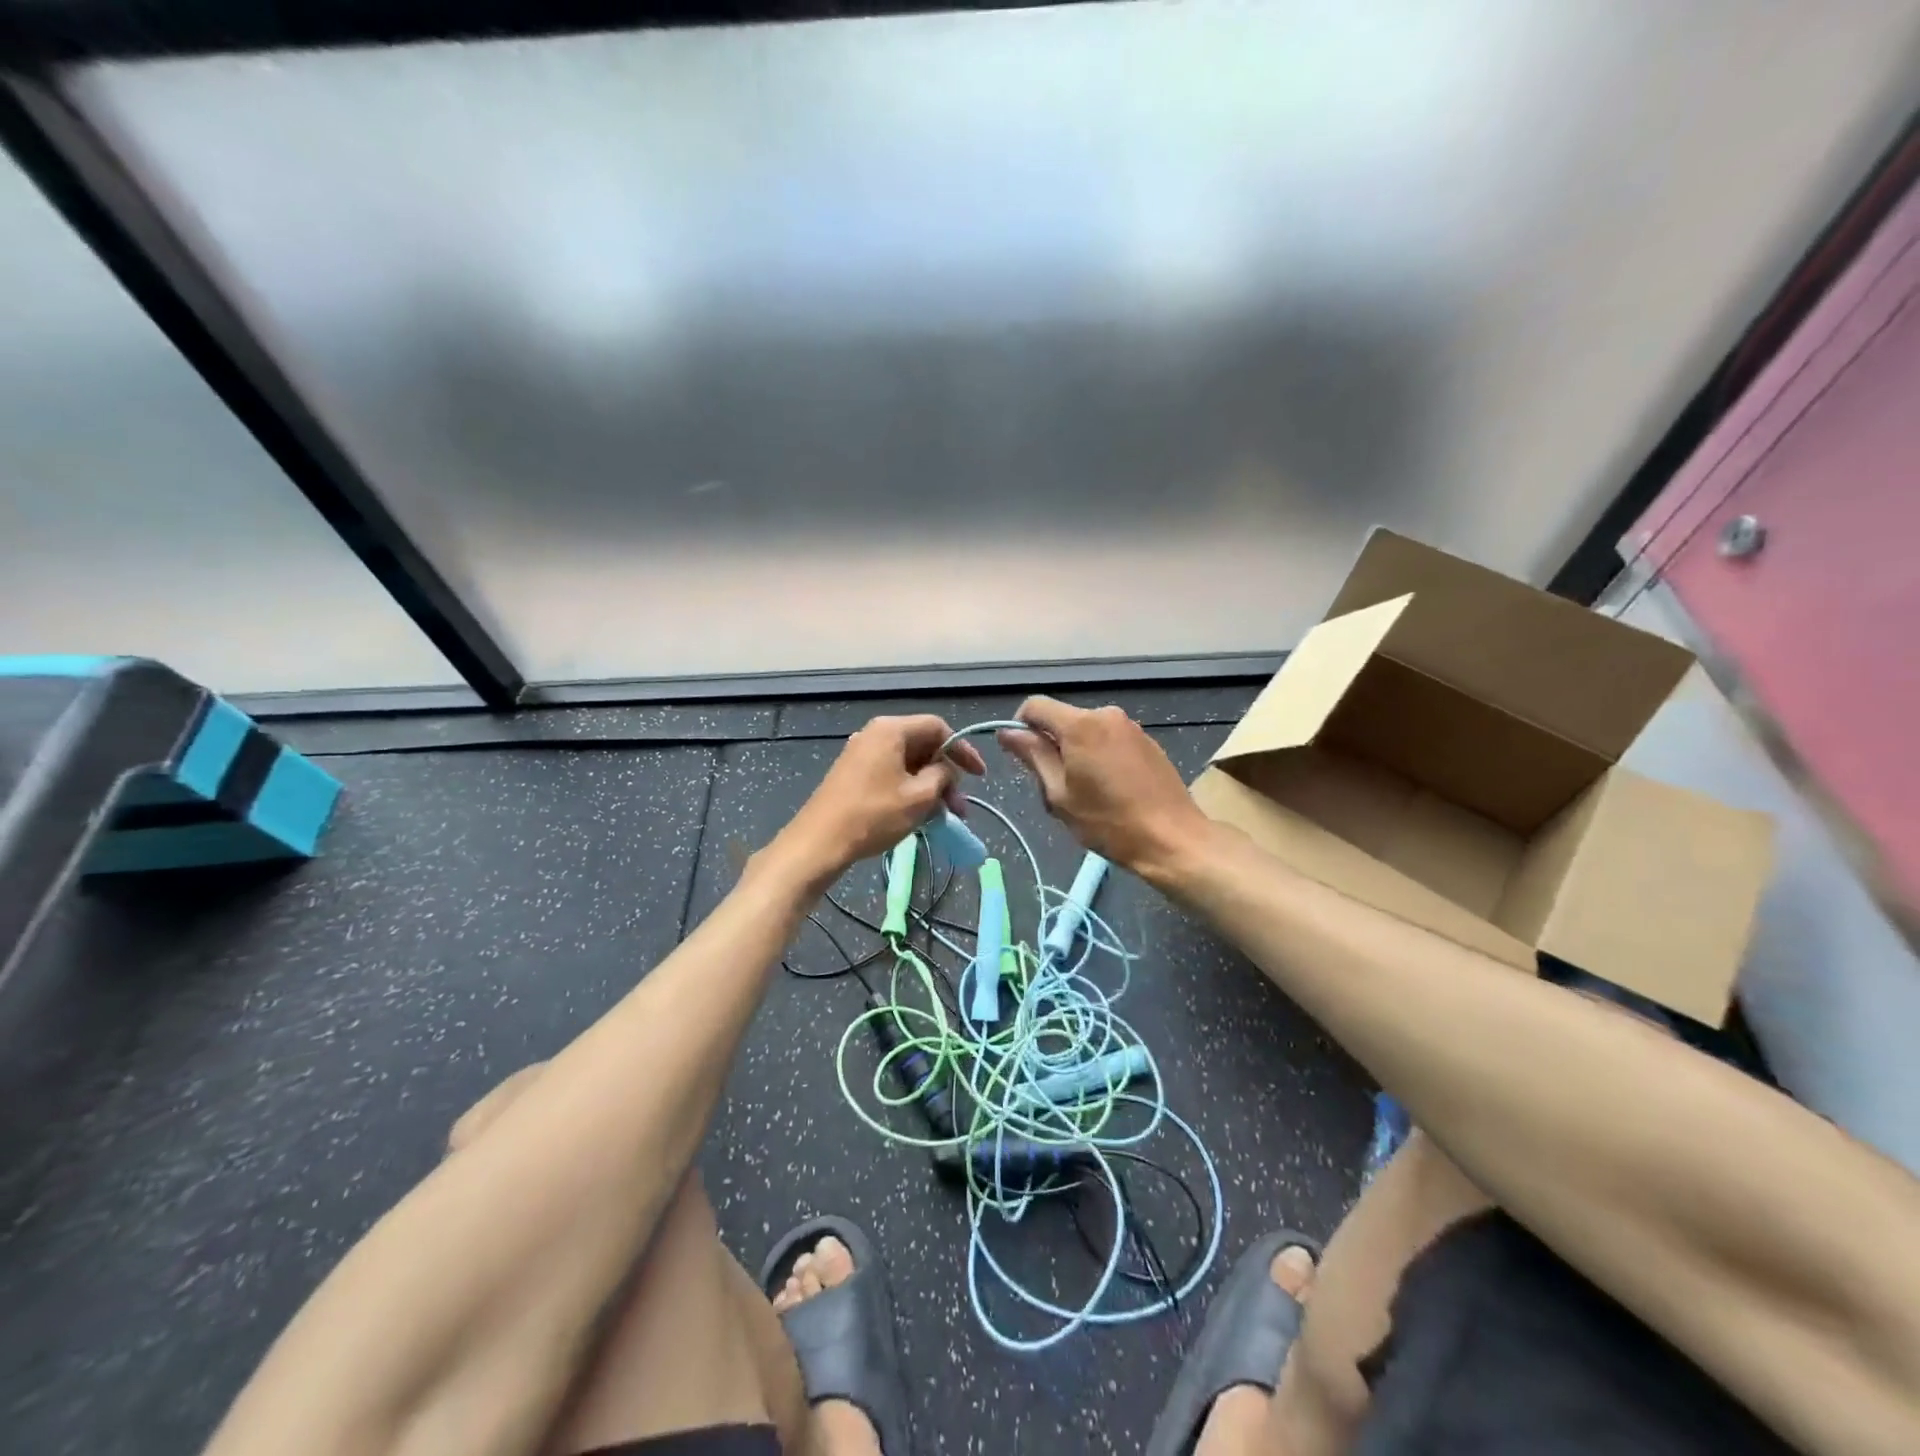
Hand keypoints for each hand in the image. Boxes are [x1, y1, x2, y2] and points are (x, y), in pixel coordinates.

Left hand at [774, 715, 987, 881]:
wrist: (820, 841)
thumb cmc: (874, 814)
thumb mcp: (919, 796)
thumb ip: (942, 775)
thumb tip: (945, 771)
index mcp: (891, 729)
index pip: (938, 727)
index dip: (962, 749)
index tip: (979, 775)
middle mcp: (875, 734)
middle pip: (923, 745)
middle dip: (946, 775)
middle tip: (959, 806)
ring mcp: (862, 753)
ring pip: (908, 763)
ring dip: (930, 786)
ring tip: (944, 816)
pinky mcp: (854, 774)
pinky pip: (892, 773)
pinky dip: (911, 790)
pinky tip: (920, 814)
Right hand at [997, 697, 1212, 880]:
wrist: (1173, 838)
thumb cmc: (1108, 822)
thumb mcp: (1059, 794)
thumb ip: (1033, 756)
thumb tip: (1007, 732)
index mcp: (1081, 724)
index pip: (1035, 705)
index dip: (1020, 726)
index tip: (1021, 756)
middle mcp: (1106, 714)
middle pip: (1062, 719)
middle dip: (1051, 745)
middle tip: (1055, 788)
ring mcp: (1130, 726)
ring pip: (1086, 730)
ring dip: (1075, 752)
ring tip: (1085, 793)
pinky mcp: (1147, 741)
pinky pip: (1109, 739)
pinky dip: (1099, 755)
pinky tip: (1111, 789)